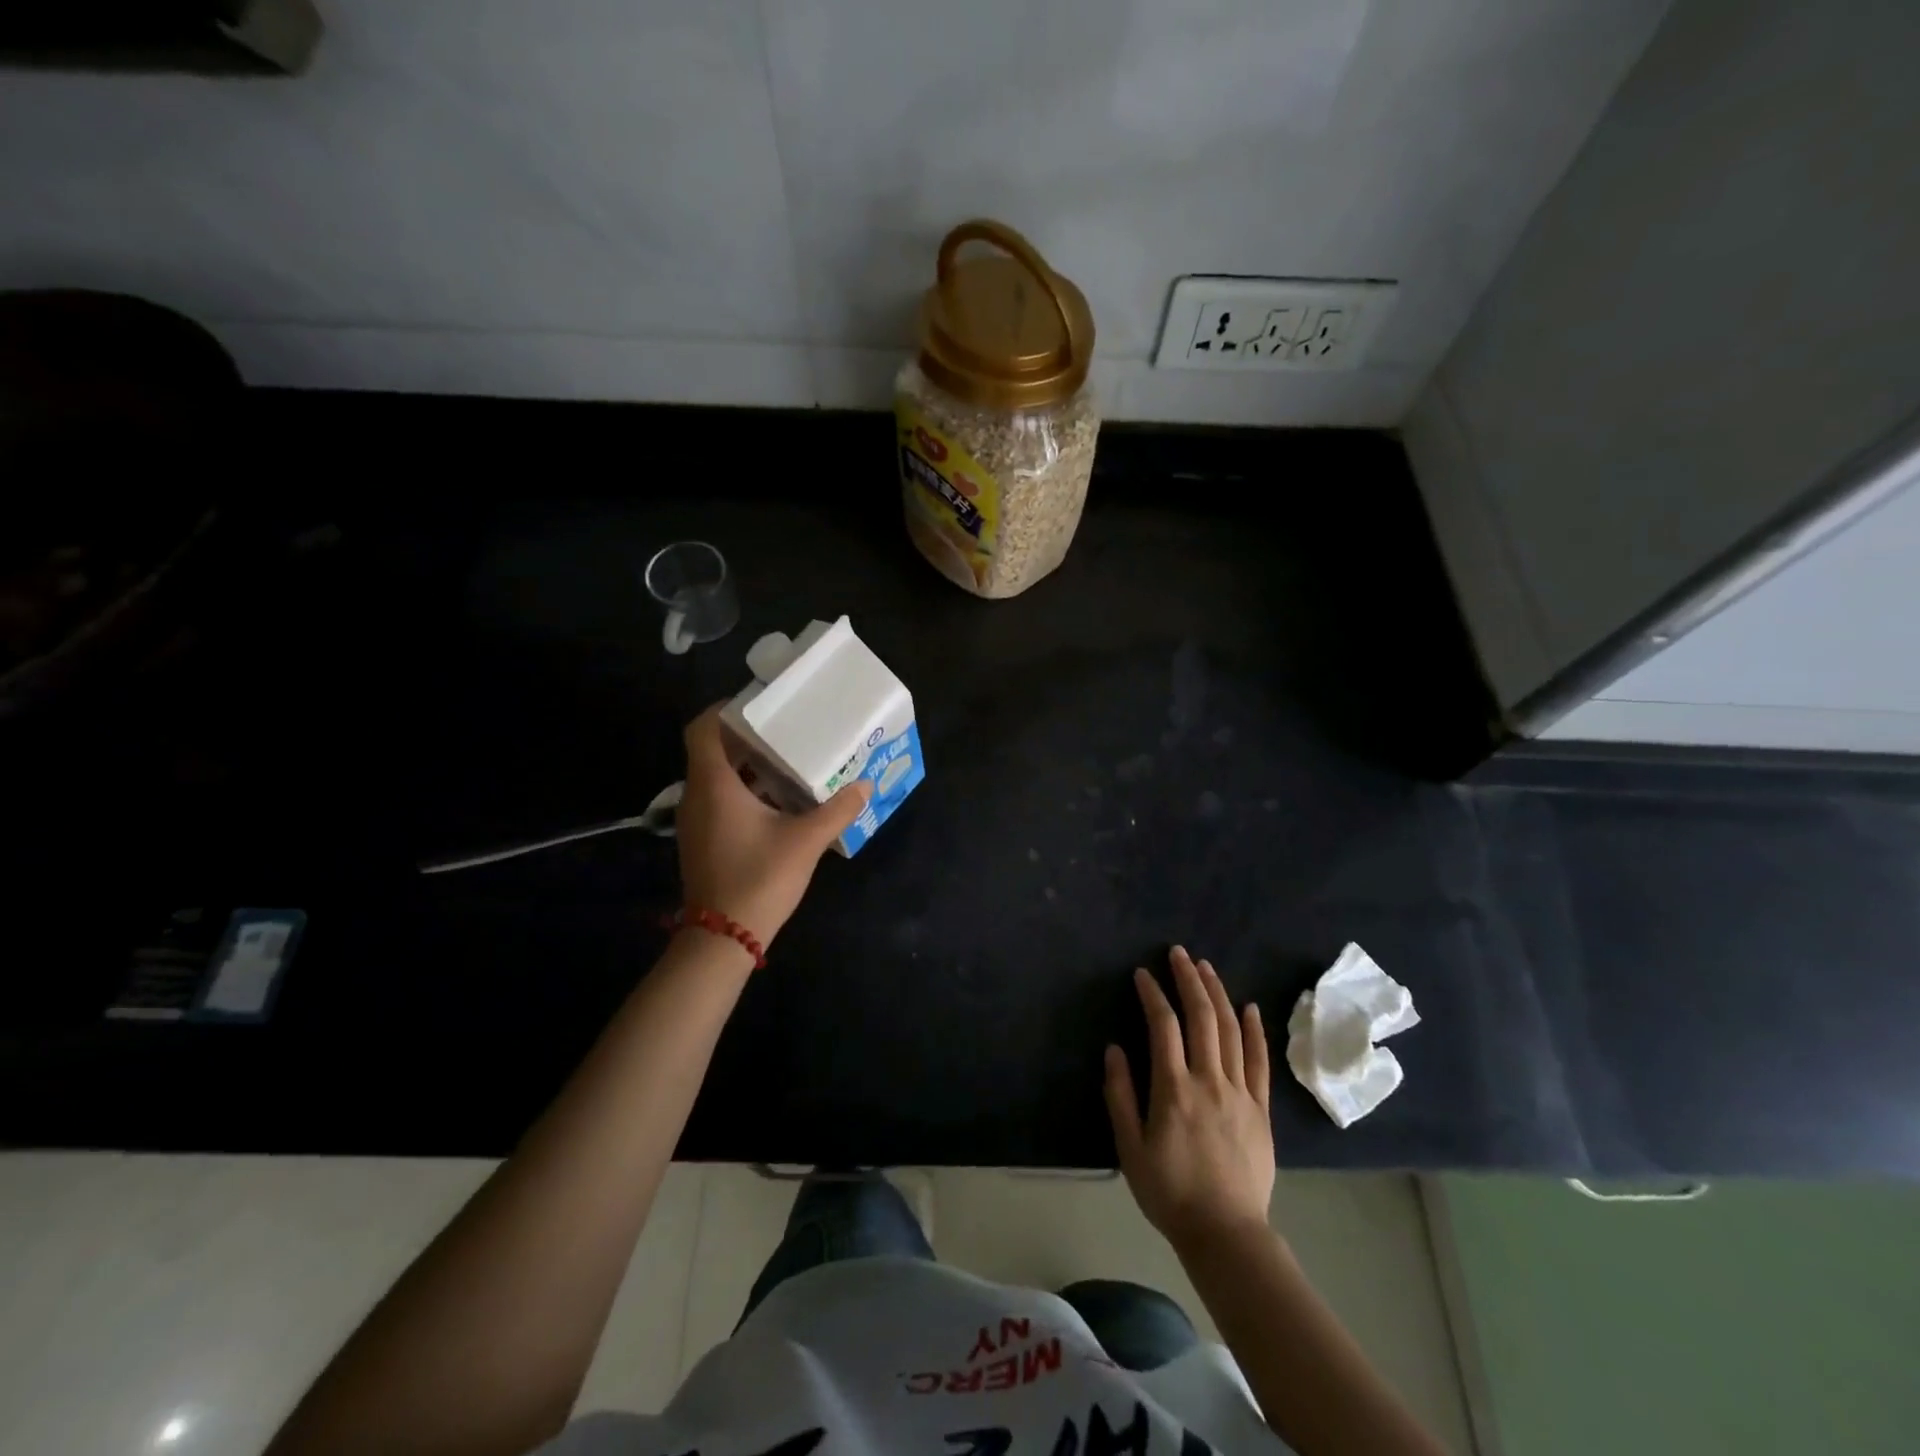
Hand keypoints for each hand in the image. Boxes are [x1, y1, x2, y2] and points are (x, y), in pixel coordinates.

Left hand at [674, 704, 869, 946]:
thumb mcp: (806, 841)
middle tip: (785, 728)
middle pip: (712, 750)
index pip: (702, 729)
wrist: (723, 938)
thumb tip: (866, 784)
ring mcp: (696, 820)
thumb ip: (837, 809)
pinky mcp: (703, 840)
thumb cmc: (759, 879)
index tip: (759, 704)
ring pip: (717, 777)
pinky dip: (744, 790)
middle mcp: (697, 796)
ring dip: (747, 765)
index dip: (724, 710)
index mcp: (714, 785)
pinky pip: (719, 799)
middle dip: (746, 737)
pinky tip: (778, 800)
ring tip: (787, 759)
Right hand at [1105, 946, 1274, 1250]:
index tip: (1142, 974)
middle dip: (1189, 980)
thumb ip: (1120, 1096)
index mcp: (1174, 1090)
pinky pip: (1260, 1061)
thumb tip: (1114, 1049)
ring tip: (1206, 967)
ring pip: (1231, 1030)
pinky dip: (1255, 1030)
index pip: (1163, 1026)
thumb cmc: (1170, 1192)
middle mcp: (1209, 1081)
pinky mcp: (1261, 1108)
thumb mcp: (1130, 1148)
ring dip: (1218, 994)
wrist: (1226, 1234)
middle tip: (1178, 953)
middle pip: (1202, 1017)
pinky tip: (1250, 1007)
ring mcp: (1240, 1093)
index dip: (1153, 994)